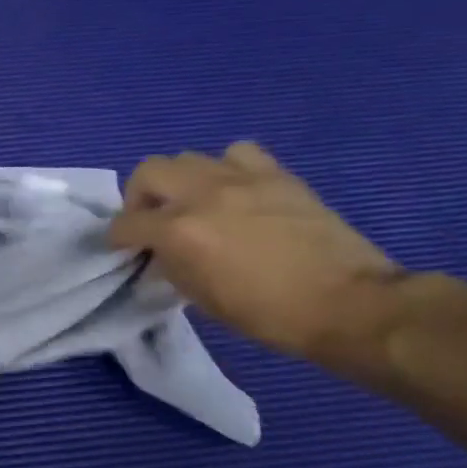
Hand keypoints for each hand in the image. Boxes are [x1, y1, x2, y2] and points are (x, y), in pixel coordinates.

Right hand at [109, 142, 404, 362]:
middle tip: (152, 220)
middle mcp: (202, 194)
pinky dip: (226, 168)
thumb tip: (159, 255)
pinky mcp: (275, 174)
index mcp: (179, 231)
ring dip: (180, 181)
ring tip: (193, 204)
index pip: (126, 223)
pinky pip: (236, 153)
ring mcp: (240, 178)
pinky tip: (234, 191)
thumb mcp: (203, 299)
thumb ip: (171, 267)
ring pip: (188, 158)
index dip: (118, 238)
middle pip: (148, 172)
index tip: (123, 248)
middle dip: (139, 197)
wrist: (349, 303)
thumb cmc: (270, 314)